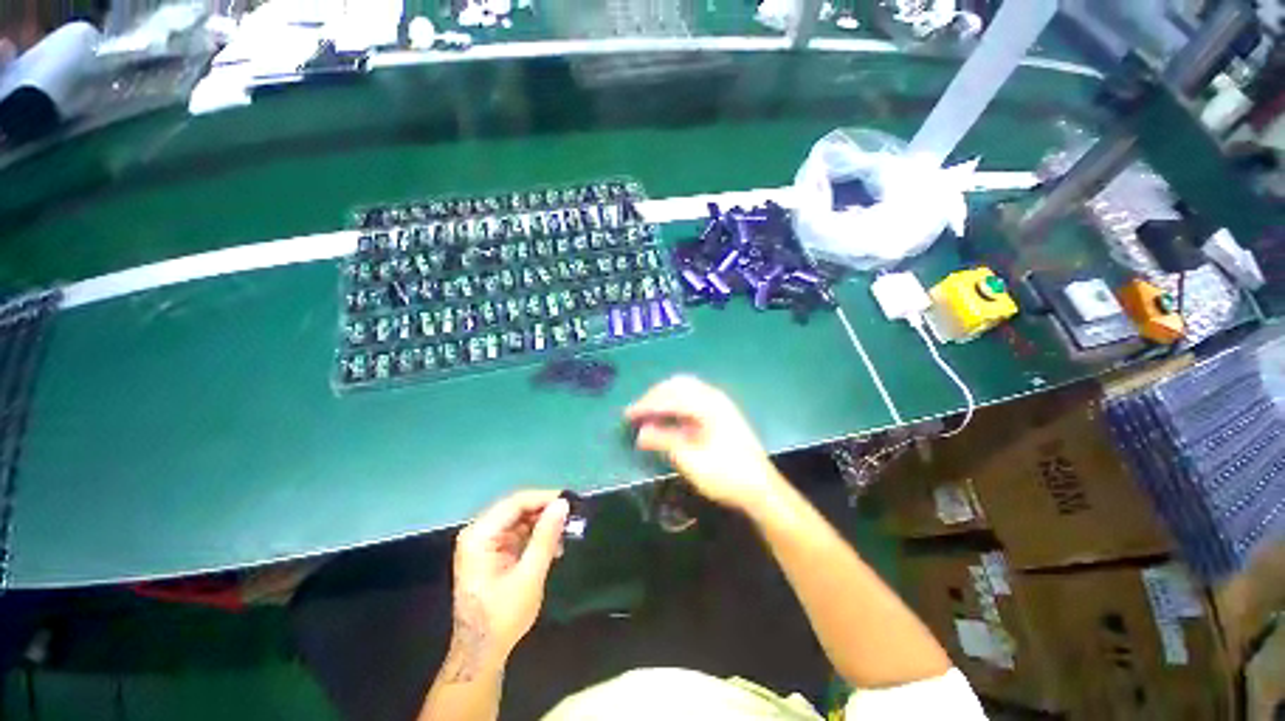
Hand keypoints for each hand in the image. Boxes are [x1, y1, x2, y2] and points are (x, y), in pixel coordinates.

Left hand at [446, 490, 567, 679]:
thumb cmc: (502, 617)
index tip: (570, 502)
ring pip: (519, 519)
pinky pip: (517, 533)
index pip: (515, 503)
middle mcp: (478, 533)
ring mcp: (484, 542)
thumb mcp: (529, 575)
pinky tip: (553, 547)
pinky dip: (536, 537)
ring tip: (566, 533)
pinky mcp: (492, 552)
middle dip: (545, 512)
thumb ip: (546, 537)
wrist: (480, 654)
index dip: (544, 498)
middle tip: (571, 517)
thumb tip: (562, 504)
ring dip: (542, 524)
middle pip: (516, 508)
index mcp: (480, 536)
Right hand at [626, 375, 780, 512]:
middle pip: (676, 385)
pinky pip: (693, 395)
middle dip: (654, 396)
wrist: (761, 488)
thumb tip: (640, 433)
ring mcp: (720, 402)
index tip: (627, 415)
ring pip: (685, 387)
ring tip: (649, 412)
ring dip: (665, 396)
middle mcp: (713, 396)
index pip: (668, 397)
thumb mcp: (690, 459)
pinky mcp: (722, 411)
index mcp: (706, 405)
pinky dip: (676, 401)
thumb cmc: (725, 475)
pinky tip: (669, 414)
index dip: (645, 405)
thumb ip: (664, 440)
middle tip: (636, 412)